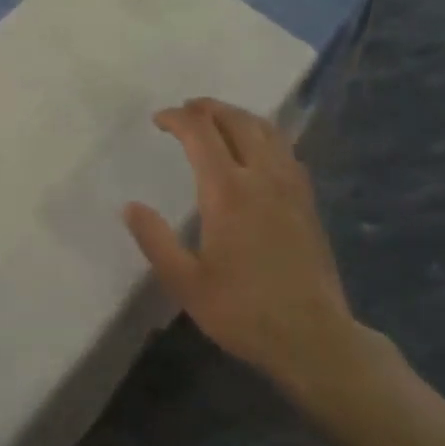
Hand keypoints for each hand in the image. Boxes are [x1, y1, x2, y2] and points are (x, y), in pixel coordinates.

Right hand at [125, 99, 381, 410]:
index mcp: (227, 192)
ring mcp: (290, 187)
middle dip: (208, 108)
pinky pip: (285, 149)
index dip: (178, 118)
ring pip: (267, 130)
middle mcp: (262, 177)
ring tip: (218, 121)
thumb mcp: (185, 282)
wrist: (314, 337)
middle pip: (237, 121)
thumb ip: (155, 240)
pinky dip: (264, 135)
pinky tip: (255, 151)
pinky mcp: (307, 201)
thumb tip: (130, 206)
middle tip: (186, 111)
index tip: (159, 120)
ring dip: (238, 116)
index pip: (201, 133)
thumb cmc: (243, 311)